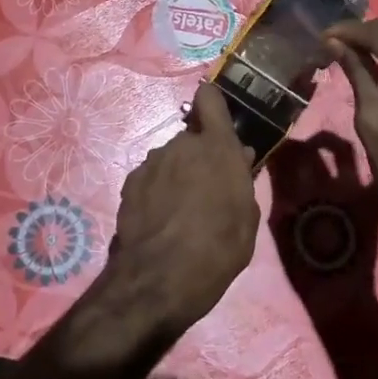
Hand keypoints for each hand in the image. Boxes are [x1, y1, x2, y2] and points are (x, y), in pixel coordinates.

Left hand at [100, 82, 261, 335]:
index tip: (216, 114)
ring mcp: (151, 162)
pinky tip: (160, 221)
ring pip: (170, 160)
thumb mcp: (247, 219)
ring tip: (181, 213)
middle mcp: (181, 145)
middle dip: (199, 158)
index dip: (212, 102)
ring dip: (177, 176)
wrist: (160, 278)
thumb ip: (242, 181)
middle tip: (207, 190)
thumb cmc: (219, 248)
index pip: (210, 100)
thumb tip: (239, 158)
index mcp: (217, 147)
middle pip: (192, 140)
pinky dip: (156, 192)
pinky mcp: (129, 183)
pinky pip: (151, 179)